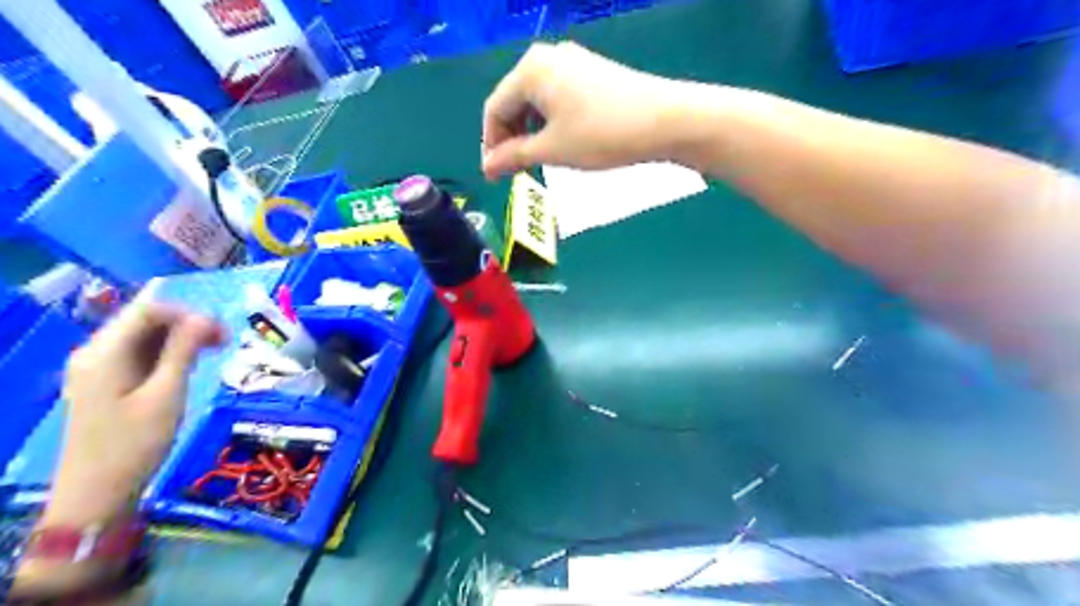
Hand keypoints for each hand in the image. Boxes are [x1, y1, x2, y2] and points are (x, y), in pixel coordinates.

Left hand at [43, 294, 224, 524]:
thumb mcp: (166, 394)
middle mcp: (96, 353)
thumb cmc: (135, 443)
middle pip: (145, 321)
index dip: (188, 313)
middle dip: (187, 324)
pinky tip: (190, 364)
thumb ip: (183, 351)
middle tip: (225, 342)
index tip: (222, 331)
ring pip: (145, 337)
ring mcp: (99, 369)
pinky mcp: (107, 383)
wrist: (97, 492)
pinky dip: (169, 353)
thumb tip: (205, 317)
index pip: (147, 310)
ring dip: (181, 338)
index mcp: (104, 352)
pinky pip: (140, 354)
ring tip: (215, 352)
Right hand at [480, 39, 681, 179]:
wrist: (665, 120)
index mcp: (531, 70)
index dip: (490, 145)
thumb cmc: (601, 135)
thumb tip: (487, 167)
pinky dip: (550, 124)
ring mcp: (573, 63)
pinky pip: (557, 98)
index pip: (495, 109)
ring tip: (536, 162)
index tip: (493, 177)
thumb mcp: (552, 149)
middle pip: (514, 102)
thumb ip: (514, 156)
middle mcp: (548, 58)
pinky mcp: (592, 73)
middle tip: (514, 172)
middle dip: (510, 139)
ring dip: (530, 134)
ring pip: (537, 102)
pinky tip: (559, 143)